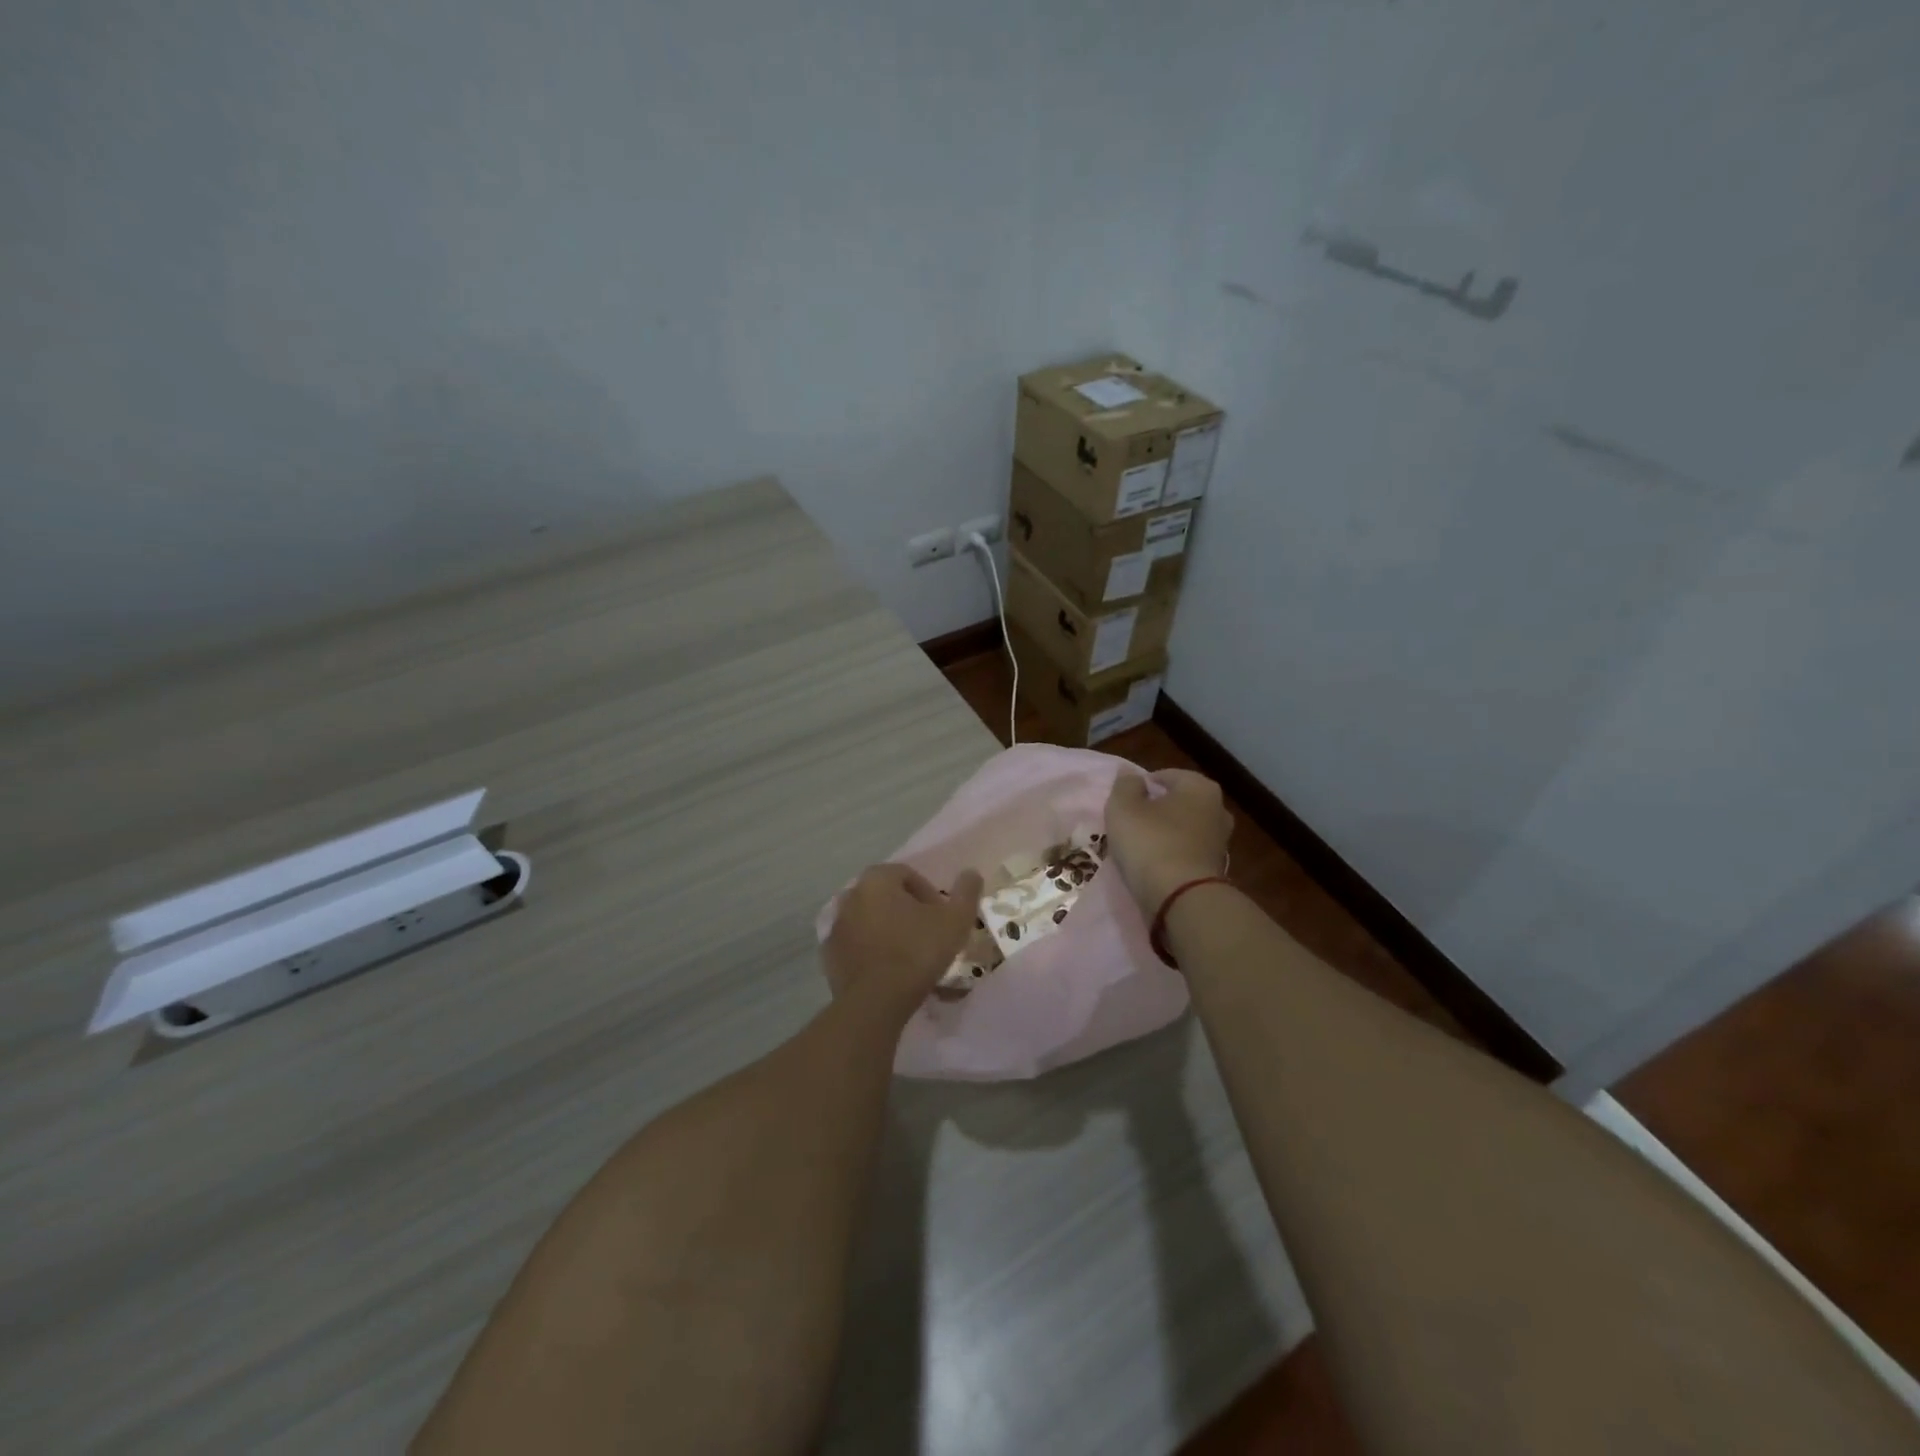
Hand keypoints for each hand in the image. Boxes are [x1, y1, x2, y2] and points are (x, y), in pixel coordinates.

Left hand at [823, 864, 984, 1019]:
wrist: (875, 1001)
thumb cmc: (917, 952)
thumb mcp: (955, 921)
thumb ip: (966, 892)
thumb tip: (971, 872)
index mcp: (877, 879)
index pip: (908, 875)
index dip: (929, 894)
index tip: (942, 918)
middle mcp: (851, 894)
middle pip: (886, 895)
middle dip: (907, 910)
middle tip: (927, 934)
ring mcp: (836, 925)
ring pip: (869, 919)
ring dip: (887, 929)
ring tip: (908, 954)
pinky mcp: (828, 954)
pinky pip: (855, 943)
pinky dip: (870, 949)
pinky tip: (888, 970)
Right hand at [1104, 770, 1232, 915]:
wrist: (1182, 898)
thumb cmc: (1151, 843)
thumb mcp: (1124, 807)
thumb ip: (1125, 785)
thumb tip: (1131, 775)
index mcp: (1200, 786)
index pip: (1165, 776)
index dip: (1141, 786)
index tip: (1124, 803)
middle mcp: (1218, 808)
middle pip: (1177, 802)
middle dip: (1156, 809)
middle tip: (1130, 823)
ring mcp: (1221, 840)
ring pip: (1183, 828)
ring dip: (1164, 833)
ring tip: (1139, 846)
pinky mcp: (1216, 868)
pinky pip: (1187, 852)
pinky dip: (1172, 854)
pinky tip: (1154, 864)